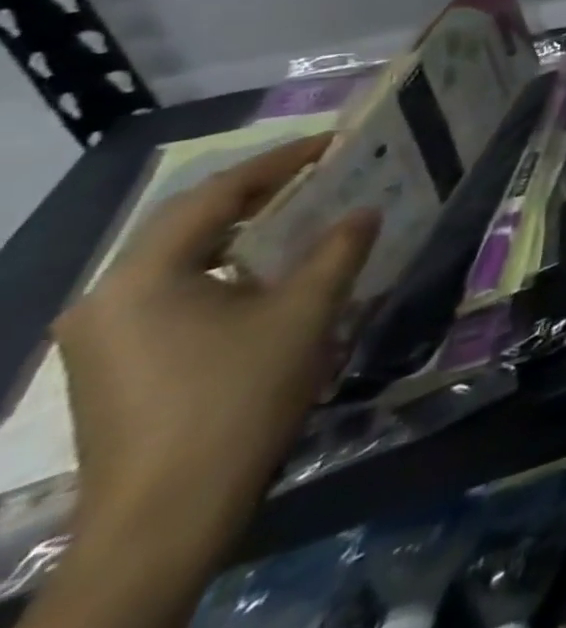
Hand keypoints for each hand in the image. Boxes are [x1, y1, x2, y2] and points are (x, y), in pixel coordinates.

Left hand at [53, 138, 377, 564]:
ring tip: (301, 214)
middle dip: (258, 192)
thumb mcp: (305, 313)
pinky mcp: (113, 366)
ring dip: (242, 232)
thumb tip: (364, 210)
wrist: (164, 521)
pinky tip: (265, 276)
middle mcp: (106, 299)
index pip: (215, 194)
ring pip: (180, 258)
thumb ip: (339, 250)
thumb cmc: (236, 399)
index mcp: (141, 278)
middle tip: (320, 171)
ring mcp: (102, 338)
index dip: (280, 161)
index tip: (332, 143)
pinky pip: (173, 291)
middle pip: (189, 222)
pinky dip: (223, 268)